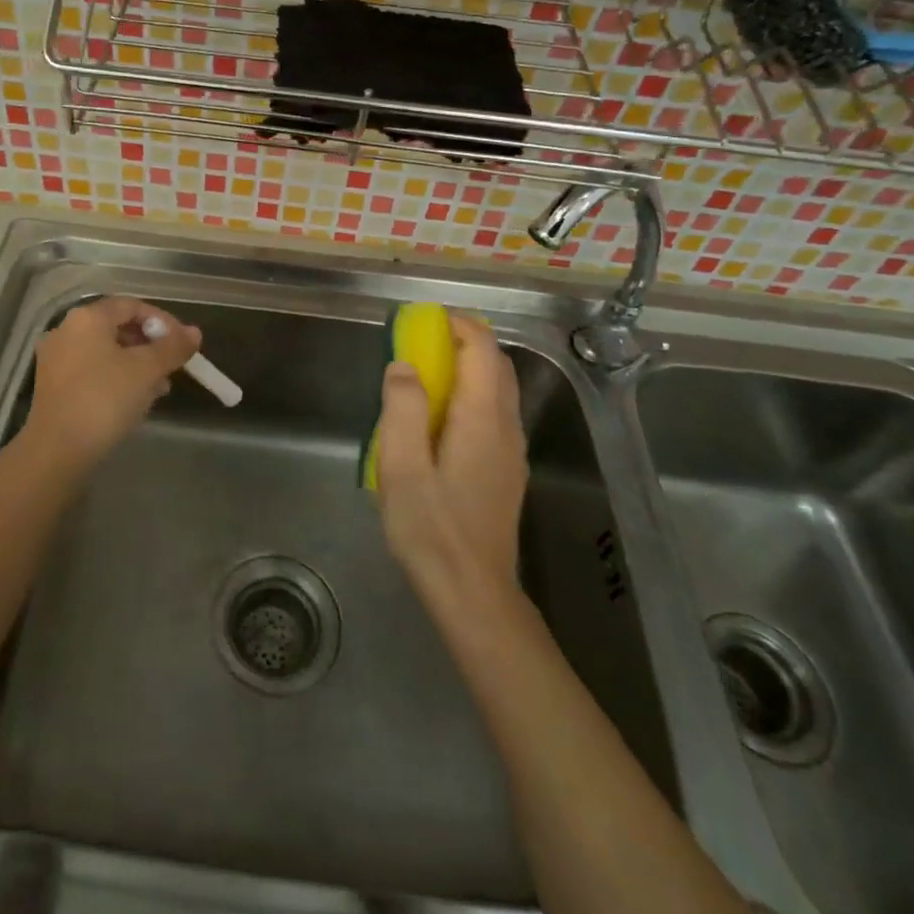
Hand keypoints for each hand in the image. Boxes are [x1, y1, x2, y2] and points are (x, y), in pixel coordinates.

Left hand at [19, 297, 199, 466]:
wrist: (57, 451)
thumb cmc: (104, 400)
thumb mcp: (147, 370)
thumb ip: (173, 347)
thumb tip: (194, 332)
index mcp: (87, 318)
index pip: (132, 305)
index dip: (162, 320)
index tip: (183, 343)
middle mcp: (66, 330)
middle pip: (117, 327)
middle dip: (150, 344)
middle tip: (173, 365)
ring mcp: (56, 359)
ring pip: (106, 351)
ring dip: (136, 363)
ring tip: (160, 387)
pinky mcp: (53, 385)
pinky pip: (92, 370)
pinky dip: (116, 377)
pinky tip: (135, 400)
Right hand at [374, 313, 527, 605]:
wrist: (473, 594)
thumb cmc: (432, 530)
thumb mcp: (402, 468)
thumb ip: (402, 409)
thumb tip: (404, 366)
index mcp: (482, 419)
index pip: (482, 350)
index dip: (458, 325)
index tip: (424, 319)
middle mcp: (505, 428)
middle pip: (496, 365)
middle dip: (463, 342)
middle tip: (421, 342)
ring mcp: (511, 452)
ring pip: (498, 390)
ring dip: (468, 368)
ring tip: (425, 377)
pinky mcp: (506, 471)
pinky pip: (494, 414)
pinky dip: (471, 395)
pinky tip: (440, 421)